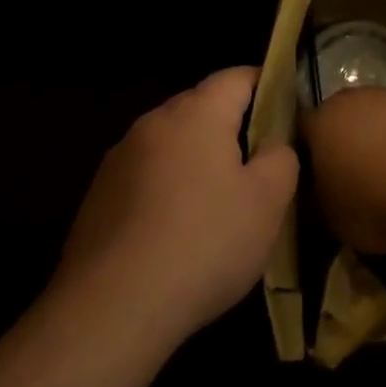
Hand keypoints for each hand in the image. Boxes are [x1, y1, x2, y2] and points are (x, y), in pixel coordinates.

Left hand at [57, 68, 297, 345]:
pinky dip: (167, 188)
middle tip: (258, 166)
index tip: (287, 113)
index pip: (238, 76)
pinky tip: (176, 232)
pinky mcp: (98, 194)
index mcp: (197, 112)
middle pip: (203, 106)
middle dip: (232, 126)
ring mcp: (120, 157)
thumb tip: (272, 143)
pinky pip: (146, 175)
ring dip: (197, 159)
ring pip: (172, 142)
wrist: (111, 309)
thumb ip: (281, 157)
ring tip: (217, 204)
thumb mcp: (268, 201)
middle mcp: (154, 121)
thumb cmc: (203, 243)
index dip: (268, 86)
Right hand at [303, 87, 385, 254]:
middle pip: (346, 115)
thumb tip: (322, 187)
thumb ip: (320, 194)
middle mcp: (359, 99)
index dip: (308, 152)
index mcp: (325, 121)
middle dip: (348, 139)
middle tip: (357, 173)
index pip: (304, 129)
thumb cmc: (380, 205)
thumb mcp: (332, 218)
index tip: (315, 175)